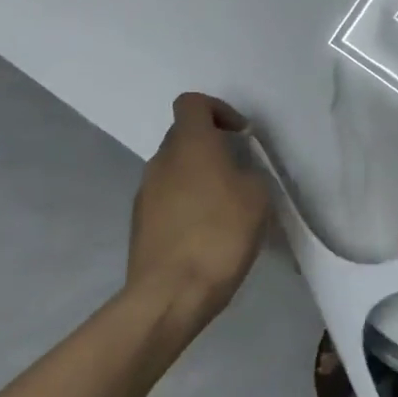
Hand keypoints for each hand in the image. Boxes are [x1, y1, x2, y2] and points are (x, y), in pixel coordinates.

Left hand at [125, 94, 269, 331]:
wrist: (171, 293)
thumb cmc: (220, 234)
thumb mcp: (257, 196)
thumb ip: (247, 173)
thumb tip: (235, 175)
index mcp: (190, 145)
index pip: (192, 103)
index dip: (218, 110)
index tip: (240, 135)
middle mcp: (161, 161)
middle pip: (183, 136)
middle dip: (211, 146)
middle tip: (239, 171)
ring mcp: (145, 193)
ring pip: (175, 169)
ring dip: (199, 177)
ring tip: (226, 206)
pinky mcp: (140, 223)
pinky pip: (167, 198)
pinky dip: (187, 203)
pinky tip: (207, 232)